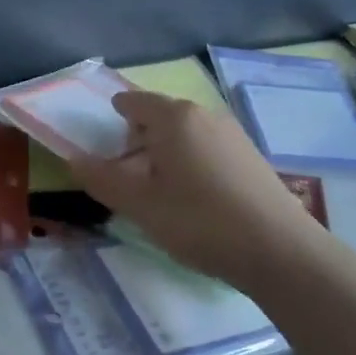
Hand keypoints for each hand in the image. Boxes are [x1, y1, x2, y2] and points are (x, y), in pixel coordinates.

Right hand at [69, 92, 317, 289]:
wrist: (281, 252)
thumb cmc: (200, 221)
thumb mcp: (140, 205)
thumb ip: (103, 179)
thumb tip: (74, 159)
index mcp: (175, 117)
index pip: (133, 102)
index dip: (113, 118)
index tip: (103, 145)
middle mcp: (205, 115)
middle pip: (160, 117)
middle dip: (138, 141)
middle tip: (127, 178)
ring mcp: (233, 135)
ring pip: (186, 135)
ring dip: (165, 155)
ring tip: (159, 194)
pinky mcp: (252, 158)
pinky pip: (208, 150)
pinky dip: (191, 164)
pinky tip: (194, 201)